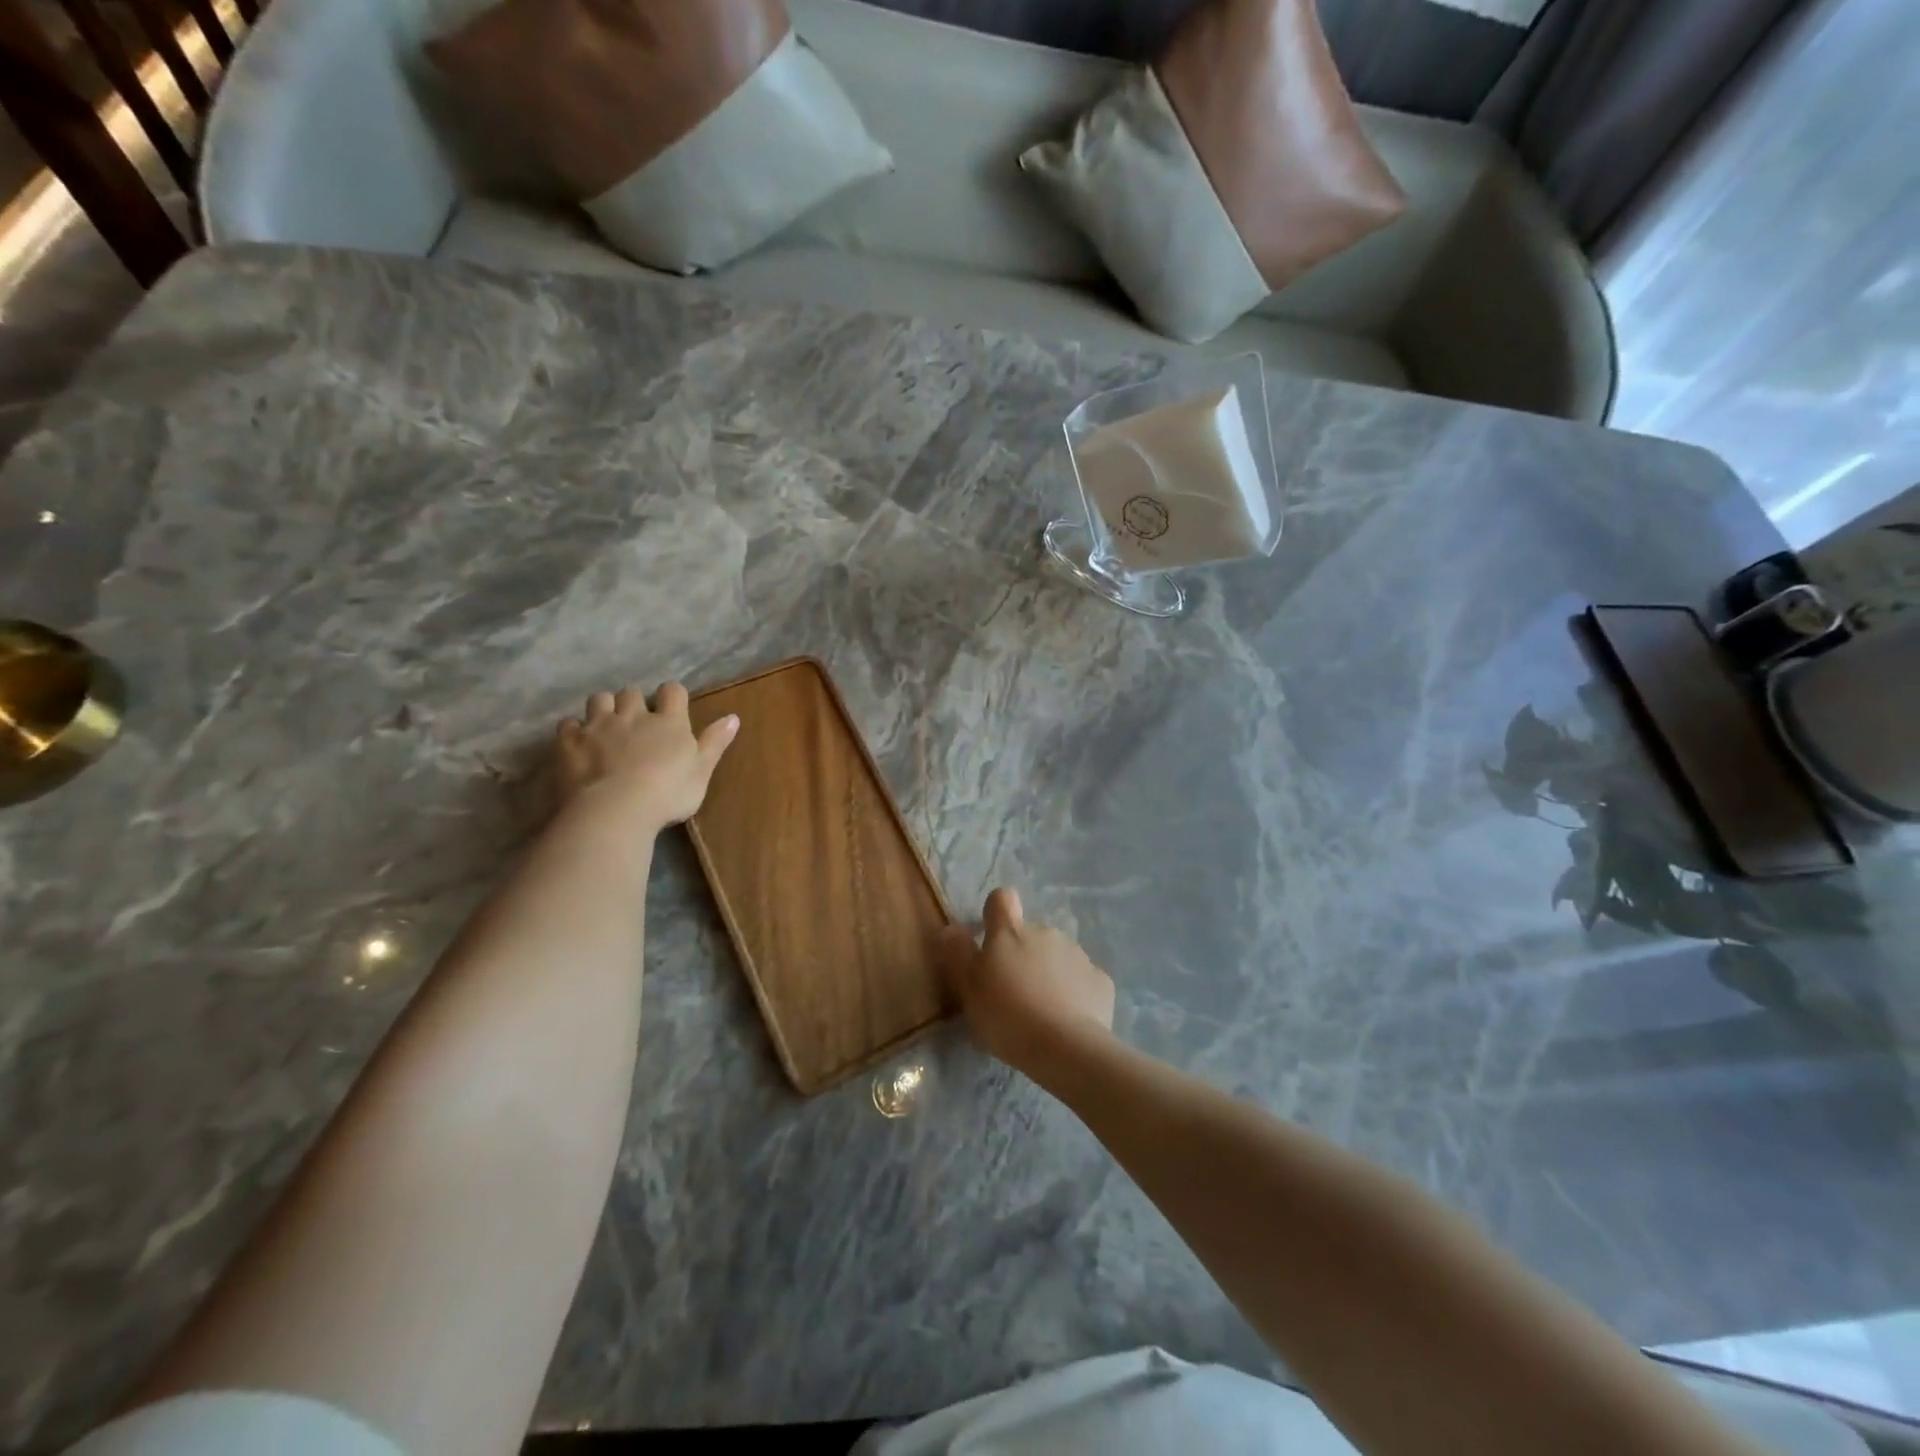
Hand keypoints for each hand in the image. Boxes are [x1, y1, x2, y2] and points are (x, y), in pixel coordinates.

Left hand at [555, 684, 738, 833]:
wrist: (615, 810)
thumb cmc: (668, 794)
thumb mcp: (701, 772)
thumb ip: (715, 743)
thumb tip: (733, 717)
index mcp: (669, 722)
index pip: (673, 691)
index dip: (672, 695)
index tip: (672, 707)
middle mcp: (633, 716)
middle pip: (631, 692)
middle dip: (633, 701)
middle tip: (636, 721)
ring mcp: (599, 726)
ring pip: (599, 700)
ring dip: (603, 708)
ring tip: (606, 726)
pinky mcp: (570, 742)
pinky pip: (568, 724)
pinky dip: (573, 729)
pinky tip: (577, 742)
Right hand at [939, 888, 1114, 1076]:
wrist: (1066, 1048)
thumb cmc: (1007, 1016)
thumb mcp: (969, 990)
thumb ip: (958, 954)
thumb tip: (952, 928)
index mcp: (1010, 933)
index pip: (1001, 899)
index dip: (995, 914)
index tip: (990, 941)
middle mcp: (1045, 932)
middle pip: (1029, 934)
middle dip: (1021, 955)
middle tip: (1012, 994)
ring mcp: (1077, 954)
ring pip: (1056, 956)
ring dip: (1047, 973)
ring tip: (1041, 1012)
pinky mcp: (1100, 979)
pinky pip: (1081, 979)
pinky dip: (1074, 993)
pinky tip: (1067, 1020)